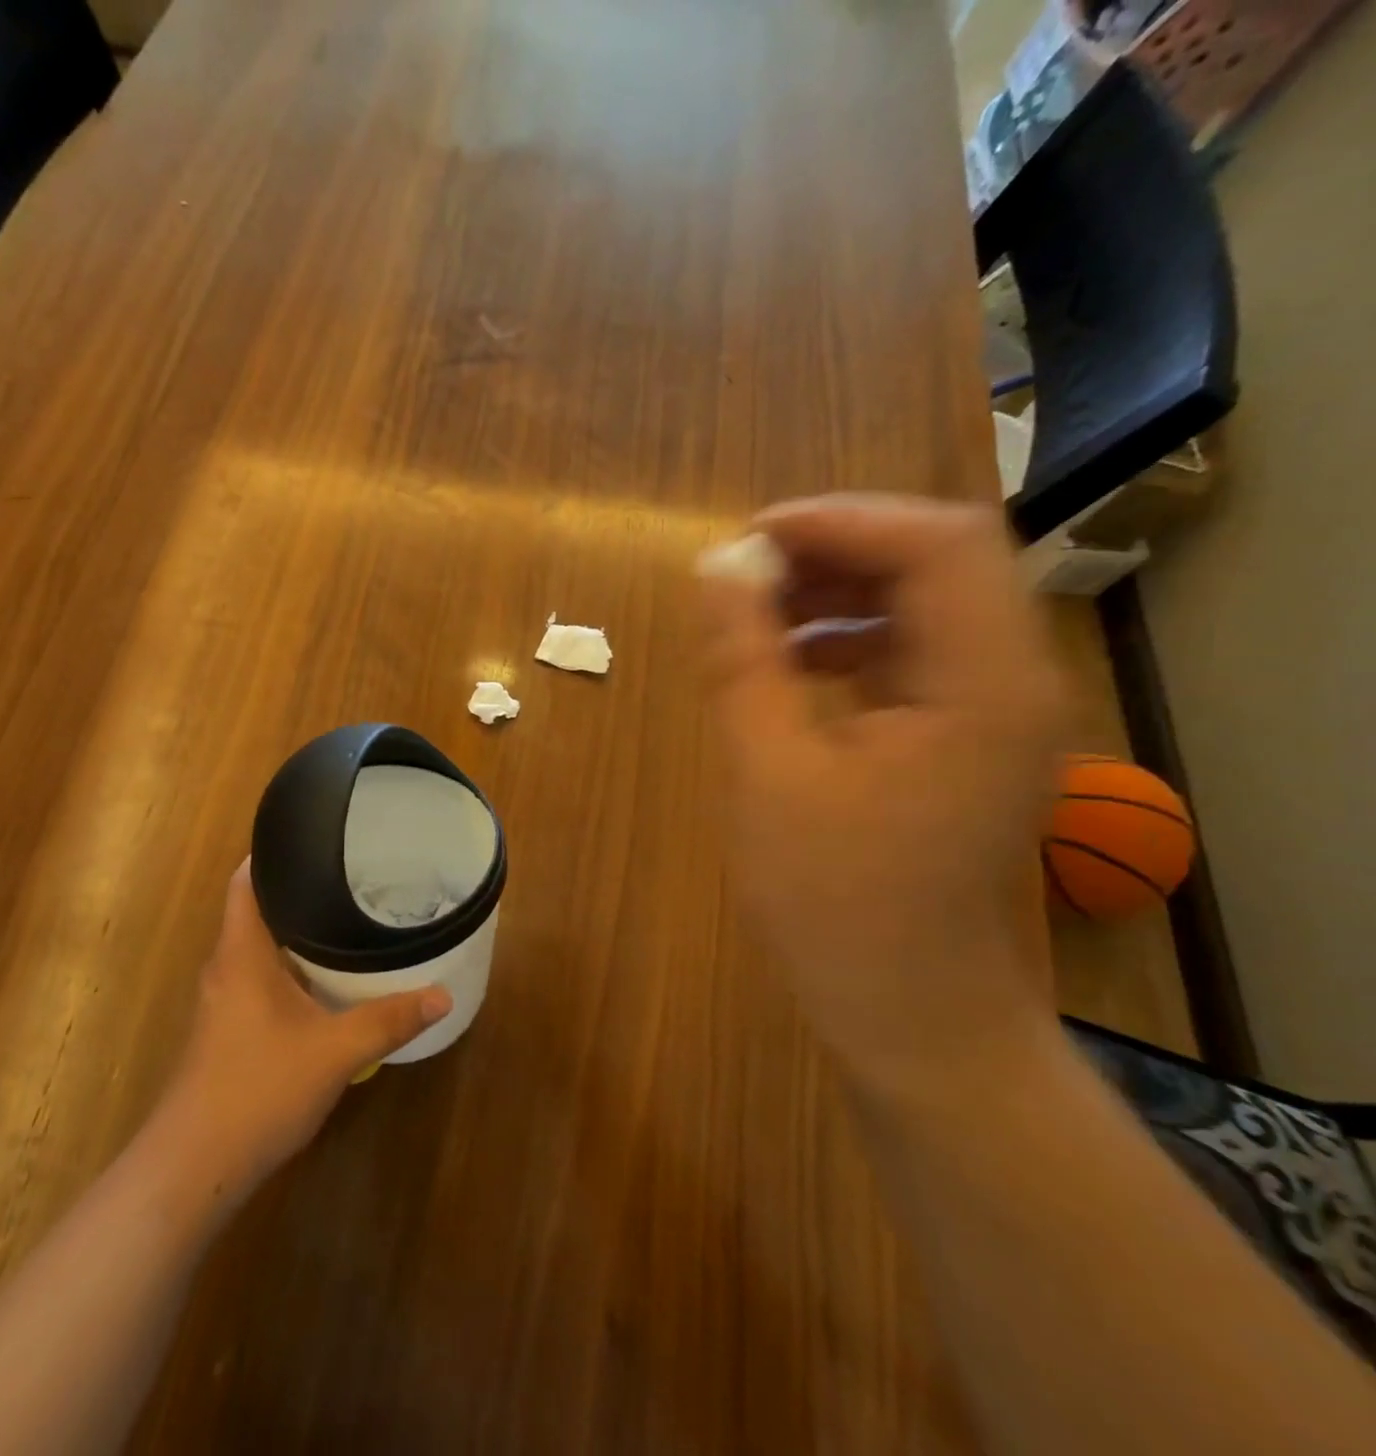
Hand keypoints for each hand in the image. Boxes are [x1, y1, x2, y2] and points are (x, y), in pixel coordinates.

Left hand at [153, 861, 451, 1198]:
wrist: (194, 1166)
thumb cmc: (258, 1089)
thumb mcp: (335, 1052)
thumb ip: (388, 1020)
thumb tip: (442, 994)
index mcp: (241, 952)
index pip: (247, 880)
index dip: (274, 853)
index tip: (316, 839)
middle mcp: (226, 966)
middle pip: (257, 910)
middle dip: (299, 891)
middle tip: (349, 878)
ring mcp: (222, 1000)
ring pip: (259, 948)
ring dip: (295, 933)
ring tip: (345, 920)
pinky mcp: (226, 1029)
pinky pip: (259, 978)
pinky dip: (290, 968)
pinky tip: (324, 981)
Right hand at [699, 494, 1064, 1091]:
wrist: (911, 1013)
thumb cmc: (834, 902)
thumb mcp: (767, 772)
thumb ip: (742, 659)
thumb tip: (716, 567)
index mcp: (980, 684)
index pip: (935, 544)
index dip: (837, 521)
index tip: (745, 540)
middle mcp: (1009, 680)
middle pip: (936, 563)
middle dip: (833, 551)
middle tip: (742, 573)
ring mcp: (992, 712)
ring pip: (924, 605)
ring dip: (839, 591)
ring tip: (755, 613)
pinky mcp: (964, 739)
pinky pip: (912, 654)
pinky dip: (849, 638)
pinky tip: (790, 664)